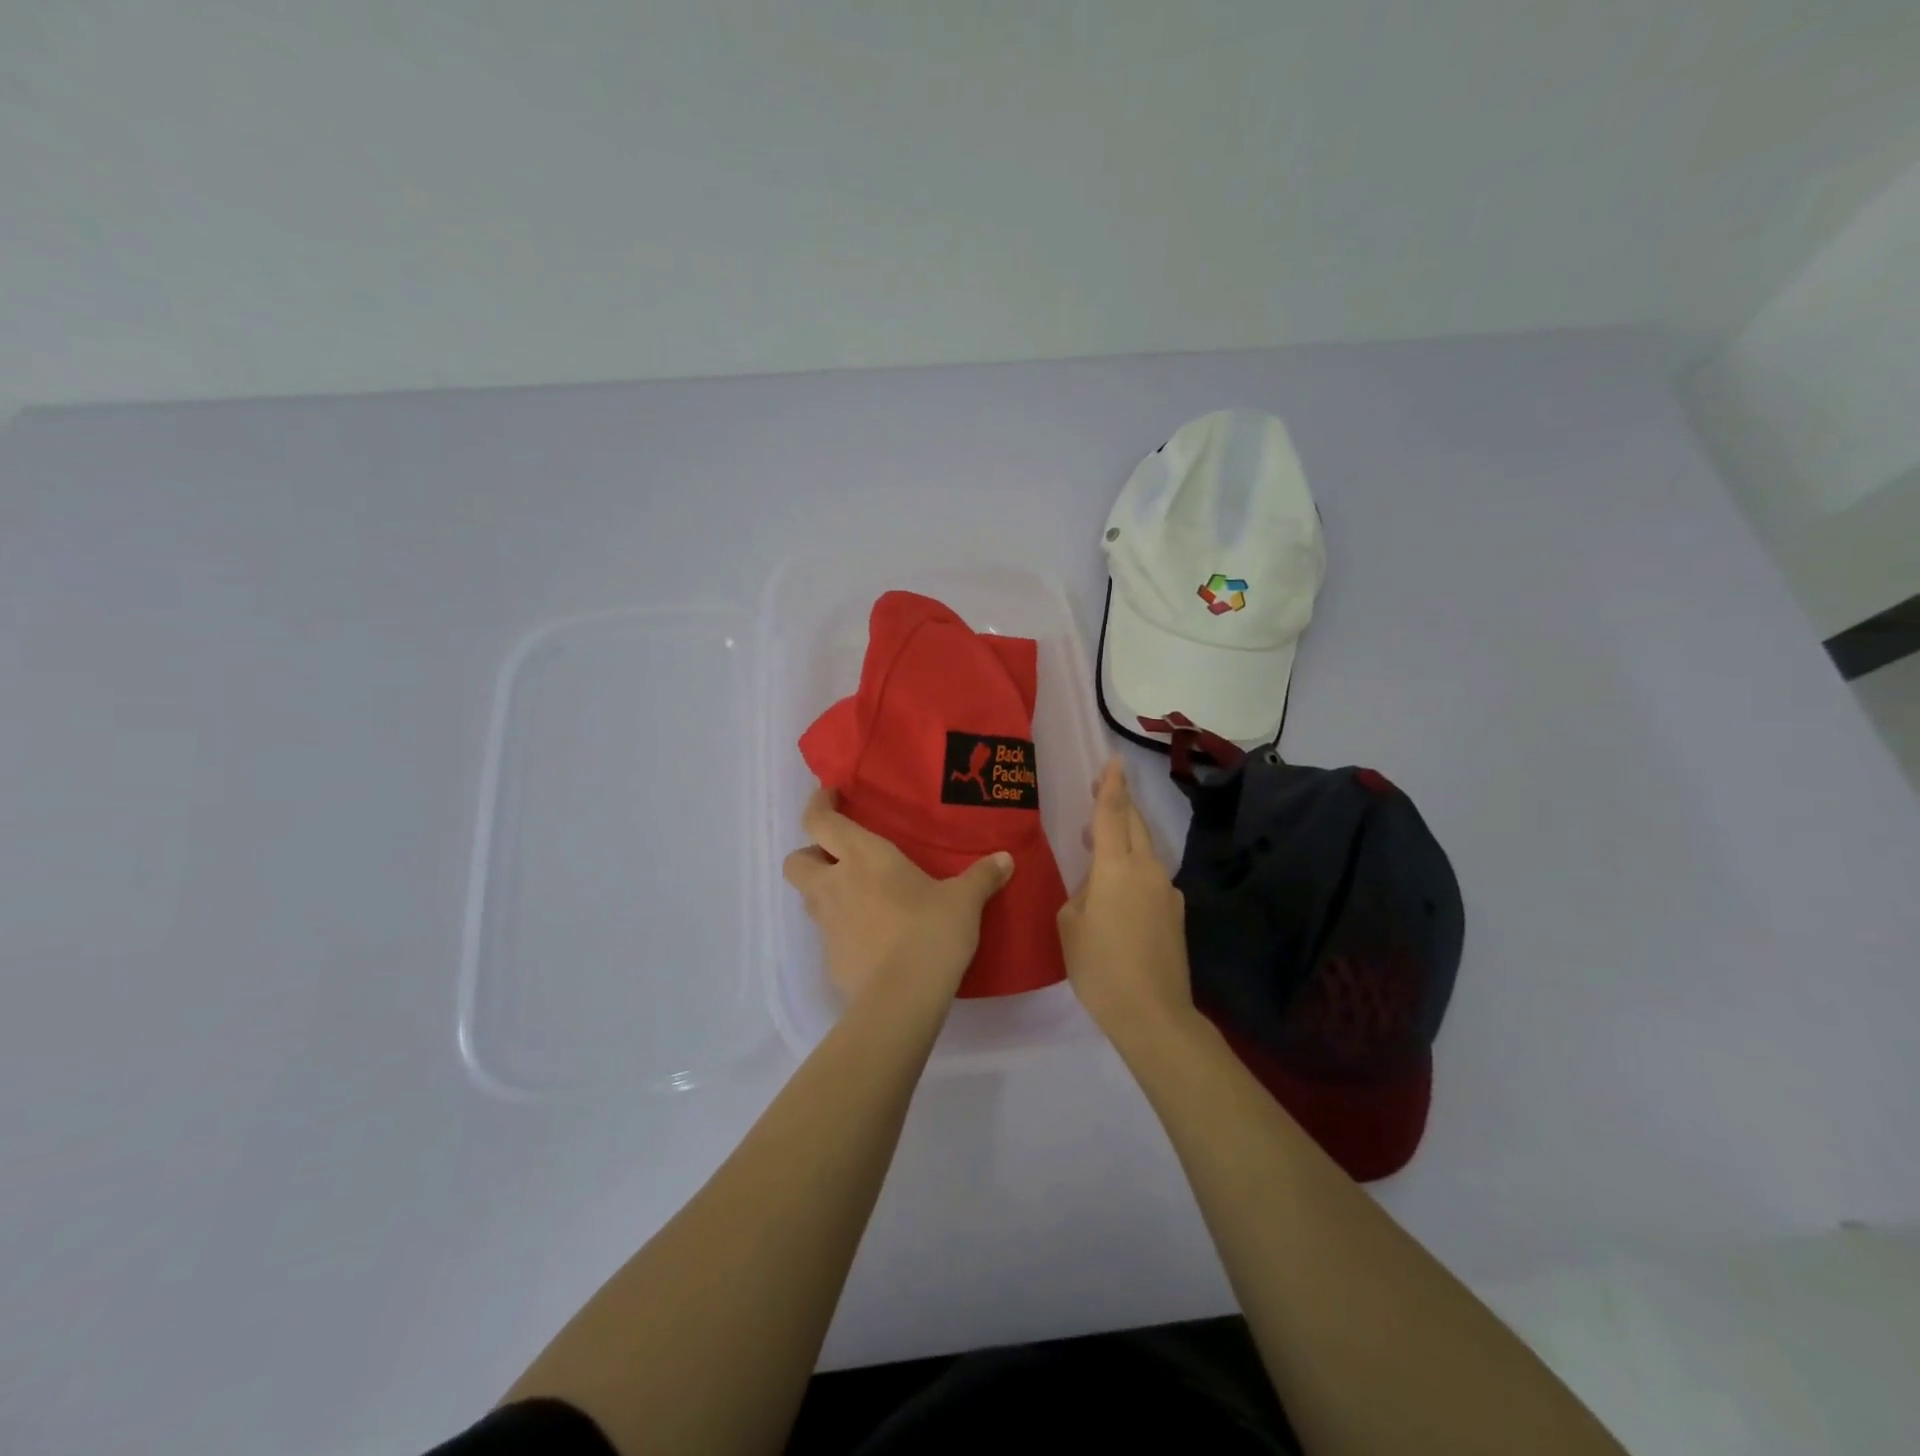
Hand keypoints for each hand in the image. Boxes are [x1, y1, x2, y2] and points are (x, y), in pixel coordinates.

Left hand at [783, 786, 1013, 1006]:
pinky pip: (827, 934)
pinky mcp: (830, 958)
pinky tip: (871, 938)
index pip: (819, 821)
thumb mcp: (964, 901)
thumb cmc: (930, 931)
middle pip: (795, 861)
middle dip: (810, 855)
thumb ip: (982, 876)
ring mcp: (827, 923)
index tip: (830, 797)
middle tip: (837, 858)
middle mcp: (835, 884)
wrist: (902, 998)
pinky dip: (841, 930)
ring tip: (858, 897)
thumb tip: (1006, 859)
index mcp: (862, 856)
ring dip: (824, 891)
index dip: (818, 805)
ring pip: (808, 897)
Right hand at [1058, 758, 1194, 1047]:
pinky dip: (1133, 868)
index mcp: (1117, 867)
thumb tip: (1096, 887)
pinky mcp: (1175, 913)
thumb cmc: (1100, 967)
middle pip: (1135, 824)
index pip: (1113, 813)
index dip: (1111, 784)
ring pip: (1145, 849)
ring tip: (1098, 843)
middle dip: (1119, 803)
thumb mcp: (1071, 925)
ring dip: (1125, 837)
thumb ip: (1081, 893)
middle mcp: (1148, 869)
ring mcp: (1167, 891)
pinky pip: (1151, 876)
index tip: (1114, 760)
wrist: (1153, 1014)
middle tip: (1100, 792)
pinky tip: (1117, 891)